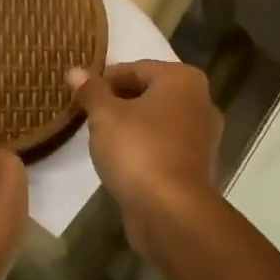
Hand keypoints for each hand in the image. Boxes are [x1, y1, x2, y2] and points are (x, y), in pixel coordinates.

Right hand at [68, 61, 222, 253]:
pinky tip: (122, 163)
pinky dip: (145, 150)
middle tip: (89, 116)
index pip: (136, 68)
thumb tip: (76, 71)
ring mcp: (203, 137)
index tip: (81, 95)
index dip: (105, 80)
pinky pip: (164, 148)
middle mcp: (201, 102)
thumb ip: (91, 91)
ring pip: (158, 123)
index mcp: (183, 80)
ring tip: (101, 140)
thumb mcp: (105, 115)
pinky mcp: (197, 167)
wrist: (171, 210)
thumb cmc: (138, 150)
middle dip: (119, 103)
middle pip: (150, 94)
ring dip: (132, 128)